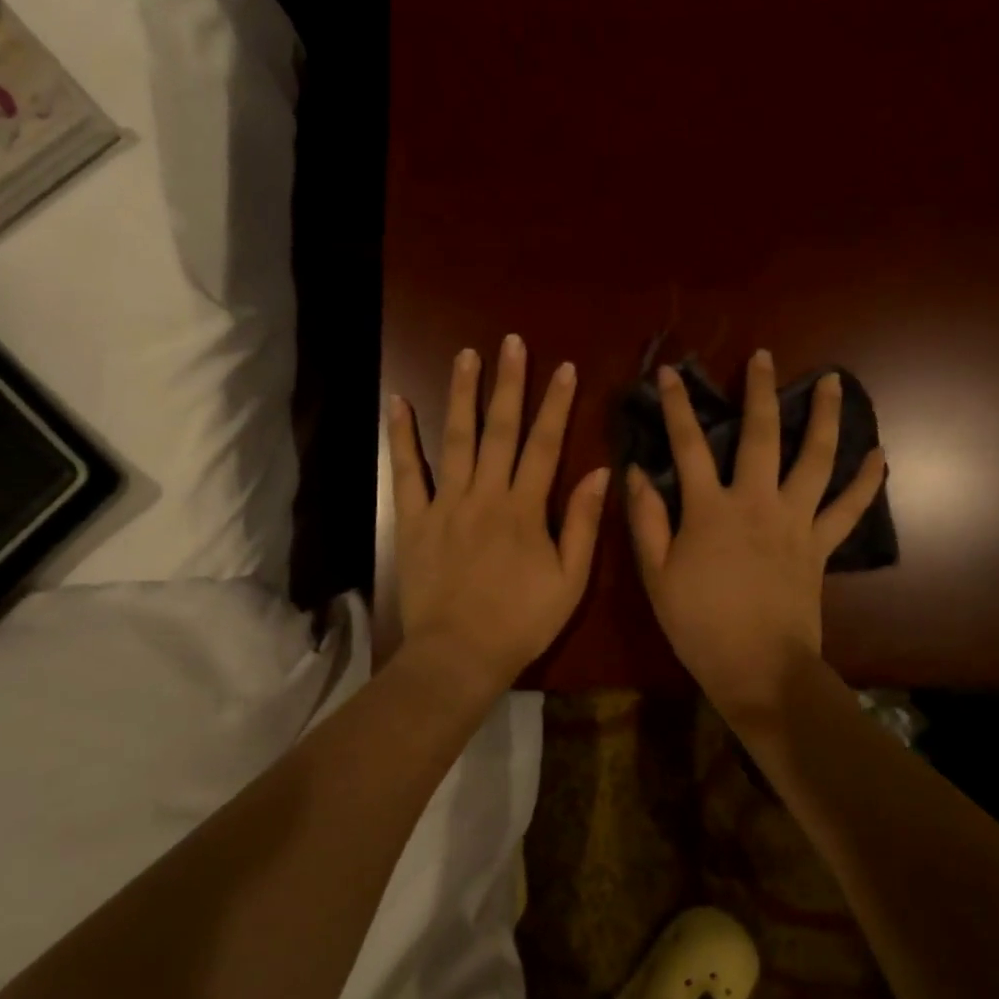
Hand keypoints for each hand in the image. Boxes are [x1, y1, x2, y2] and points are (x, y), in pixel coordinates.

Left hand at [389, 335, 610, 693]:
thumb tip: (601, 472)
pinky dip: (402, 437)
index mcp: (525, 508)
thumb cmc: (521, 622)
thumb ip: (583, 524)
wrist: (459, 655)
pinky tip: (398, 403)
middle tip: (510, 342)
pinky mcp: (414, 519)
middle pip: (500, 430)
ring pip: (456, 439)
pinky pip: (407, 472)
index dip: (556, 404)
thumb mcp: (570, 581)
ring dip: (461, 394)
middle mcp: (485, 494)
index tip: (564, 367)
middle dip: (508, 383)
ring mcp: (445, 504)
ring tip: (465, 355)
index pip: (545, 444)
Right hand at [628, 350, 885, 712]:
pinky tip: (879, 454)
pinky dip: (866, 481)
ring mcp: (795, 522)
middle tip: (763, 357)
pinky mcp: (820, 545)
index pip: (688, 446)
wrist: (759, 669)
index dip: (678, 406)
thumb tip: (636, 472)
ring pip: (815, 459)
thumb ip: (646, 520)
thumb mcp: (656, 575)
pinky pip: (848, 508)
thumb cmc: (699, 623)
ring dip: (824, 417)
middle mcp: (756, 503)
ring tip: (833, 382)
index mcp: (710, 510)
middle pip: (761, 436)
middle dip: (759, 392)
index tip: (671, 372)